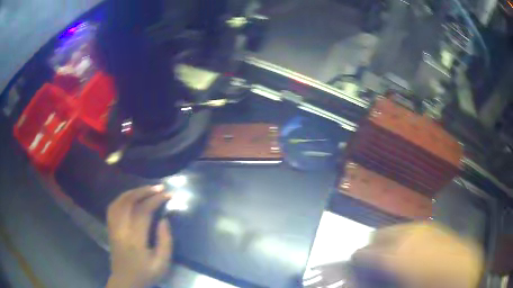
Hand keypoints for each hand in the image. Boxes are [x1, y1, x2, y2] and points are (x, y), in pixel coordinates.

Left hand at [106, 185, 172, 287]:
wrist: (125, 280)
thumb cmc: (146, 273)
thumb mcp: (162, 263)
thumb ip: (165, 241)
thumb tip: (164, 219)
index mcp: (135, 240)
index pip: (143, 212)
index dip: (155, 200)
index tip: (167, 194)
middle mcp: (121, 229)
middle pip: (129, 202)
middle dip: (144, 191)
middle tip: (158, 187)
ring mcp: (113, 227)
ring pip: (119, 202)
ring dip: (133, 192)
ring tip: (146, 189)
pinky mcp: (110, 228)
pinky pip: (113, 207)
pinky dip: (122, 198)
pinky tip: (130, 197)